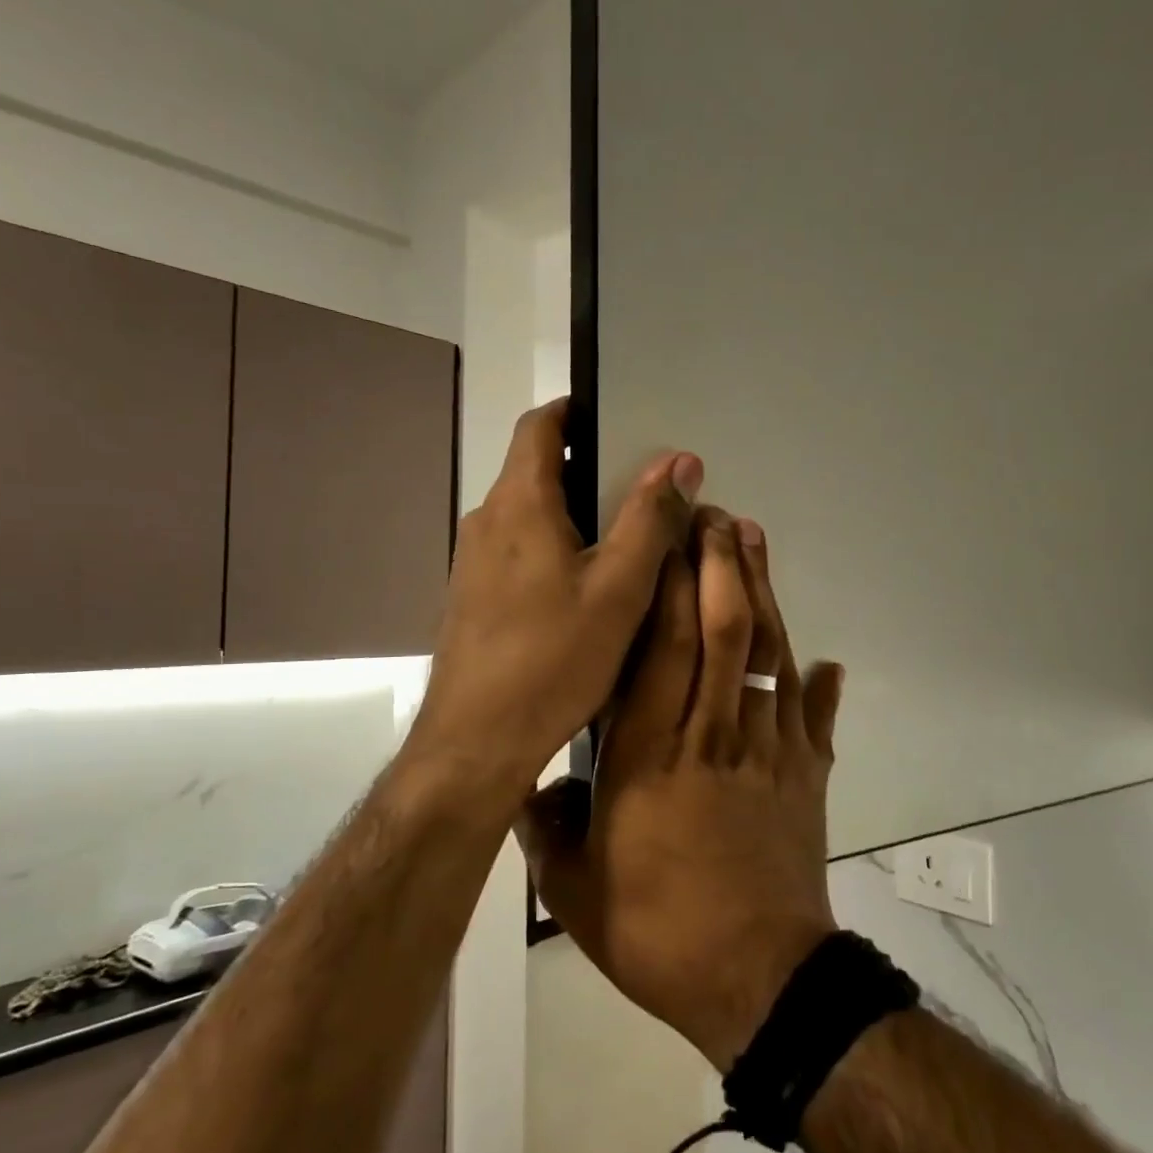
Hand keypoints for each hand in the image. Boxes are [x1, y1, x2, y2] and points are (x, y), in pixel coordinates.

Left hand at [403, 399, 702, 801]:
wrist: (476, 741)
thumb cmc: (553, 658)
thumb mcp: (619, 588)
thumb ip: (649, 519)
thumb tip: (678, 460)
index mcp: (519, 503)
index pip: (540, 426)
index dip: (577, 411)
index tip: (620, 420)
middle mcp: (487, 521)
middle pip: (536, 469)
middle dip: (588, 467)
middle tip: (643, 489)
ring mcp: (474, 562)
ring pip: (529, 515)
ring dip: (574, 513)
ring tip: (626, 539)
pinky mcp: (474, 598)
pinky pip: (519, 551)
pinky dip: (555, 548)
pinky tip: (588, 589)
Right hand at [520, 508, 844, 1070]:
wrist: (758, 982)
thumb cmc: (658, 932)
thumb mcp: (575, 890)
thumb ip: (547, 829)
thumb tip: (527, 787)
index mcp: (649, 756)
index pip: (659, 649)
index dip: (667, 586)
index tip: (668, 538)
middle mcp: (712, 736)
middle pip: (722, 631)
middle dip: (721, 565)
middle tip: (716, 515)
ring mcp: (769, 751)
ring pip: (769, 655)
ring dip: (764, 594)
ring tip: (756, 545)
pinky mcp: (808, 776)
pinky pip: (814, 716)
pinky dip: (818, 684)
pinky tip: (825, 659)